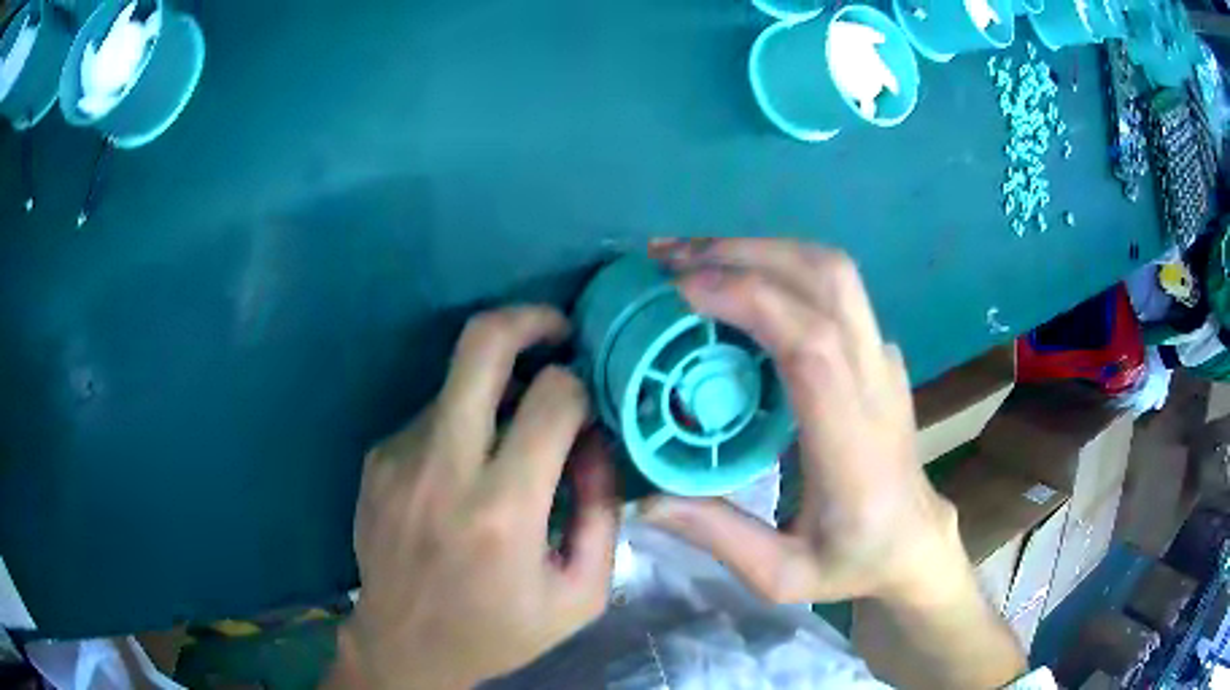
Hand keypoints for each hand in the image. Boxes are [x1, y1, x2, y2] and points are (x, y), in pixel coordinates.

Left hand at [331, 307, 618, 689]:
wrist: (403, 646)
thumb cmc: (499, 630)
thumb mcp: (581, 592)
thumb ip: (602, 510)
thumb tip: (596, 438)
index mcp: (501, 511)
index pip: (553, 398)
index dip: (580, 385)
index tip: (588, 400)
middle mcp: (442, 468)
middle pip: (481, 344)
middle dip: (530, 320)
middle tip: (558, 331)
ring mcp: (399, 456)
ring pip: (459, 381)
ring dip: (496, 390)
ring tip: (513, 436)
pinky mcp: (377, 458)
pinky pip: (433, 416)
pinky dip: (463, 425)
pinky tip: (467, 472)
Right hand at [642, 239, 961, 605]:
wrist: (916, 540)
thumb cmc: (856, 561)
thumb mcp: (783, 576)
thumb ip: (718, 538)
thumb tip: (644, 499)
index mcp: (854, 443)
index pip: (813, 344)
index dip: (749, 300)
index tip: (681, 290)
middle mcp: (876, 383)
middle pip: (827, 280)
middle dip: (745, 253)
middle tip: (670, 259)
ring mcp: (883, 360)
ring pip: (834, 271)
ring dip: (762, 249)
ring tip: (695, 258)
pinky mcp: (878, 352)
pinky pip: (834, 288)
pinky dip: (780, 266)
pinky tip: (739, 280)